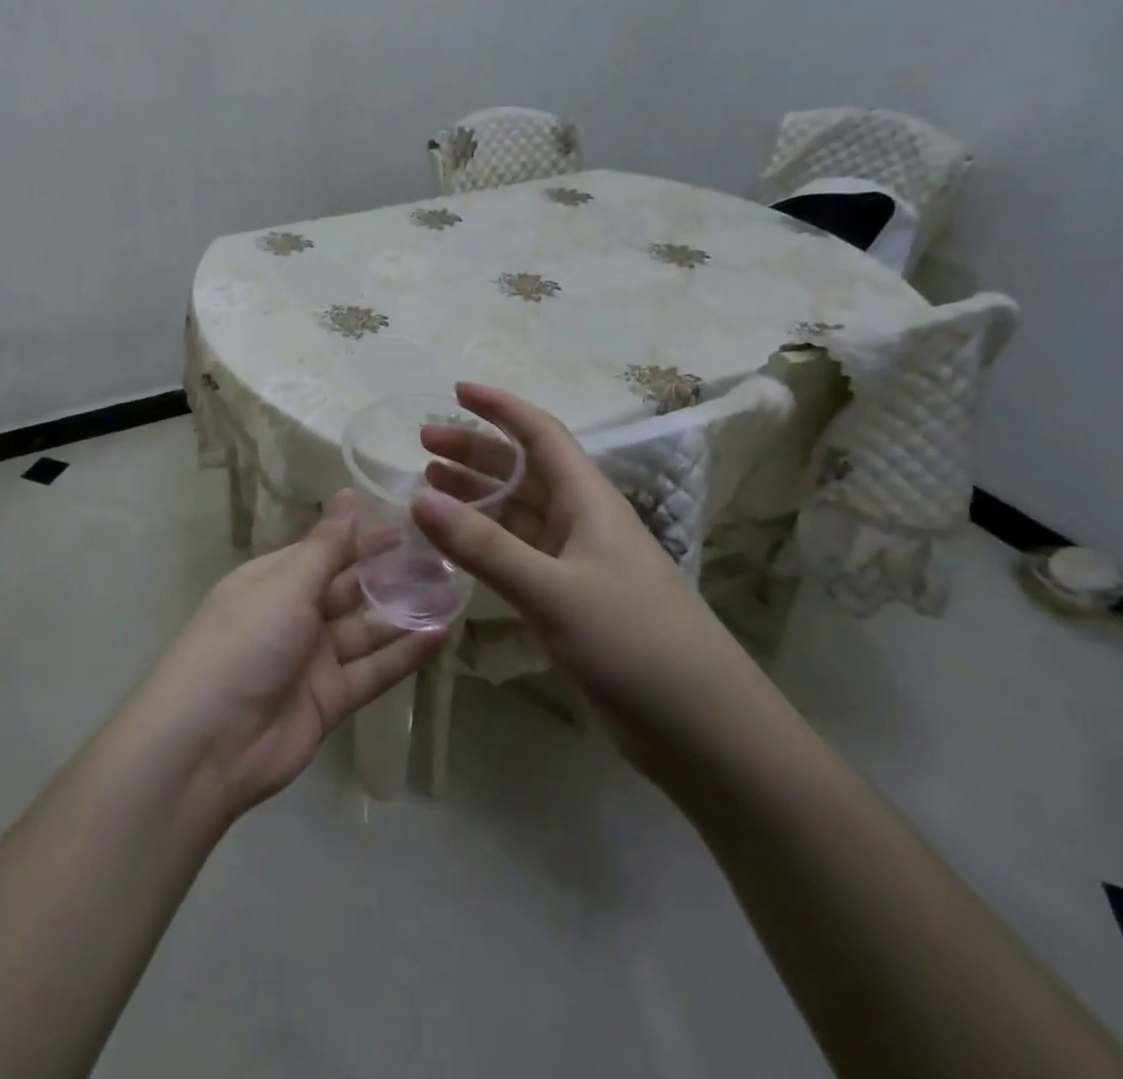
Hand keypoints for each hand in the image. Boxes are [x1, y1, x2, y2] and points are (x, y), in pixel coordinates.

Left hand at [140, 493, 445, 821]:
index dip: (362, 539)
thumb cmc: (244, 641)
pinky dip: (403, 655)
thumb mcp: (285, 585)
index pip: (324, 552)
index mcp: (273, 581)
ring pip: (366, 630)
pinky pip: (372, 671)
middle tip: (443, 559)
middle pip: (349, 590)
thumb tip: (348, 495)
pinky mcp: (330, 701)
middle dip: (391, 576)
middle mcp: (293, 615)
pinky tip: (440, 635)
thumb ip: (326, 546)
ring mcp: (312, 660)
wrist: (209, 743)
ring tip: (452, 593)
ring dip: (405, 614)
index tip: (406, 525)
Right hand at [411, 383, 767, 771]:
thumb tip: (419, 499)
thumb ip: (485, 547)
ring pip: (516, 514)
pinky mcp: (569, 602)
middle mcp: (581, 522)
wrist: (703, 730)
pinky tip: (454, 547)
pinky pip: (517, 556)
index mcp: (589, 501)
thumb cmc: (635, 644)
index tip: (456, 391)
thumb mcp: (554, 591)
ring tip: (428, 486)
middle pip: (522, 471)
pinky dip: (484, 544)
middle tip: (423, 446)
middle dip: (474, 453)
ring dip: (475, 497)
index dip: (501, 408)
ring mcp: (576, 564)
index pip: (541, 434)